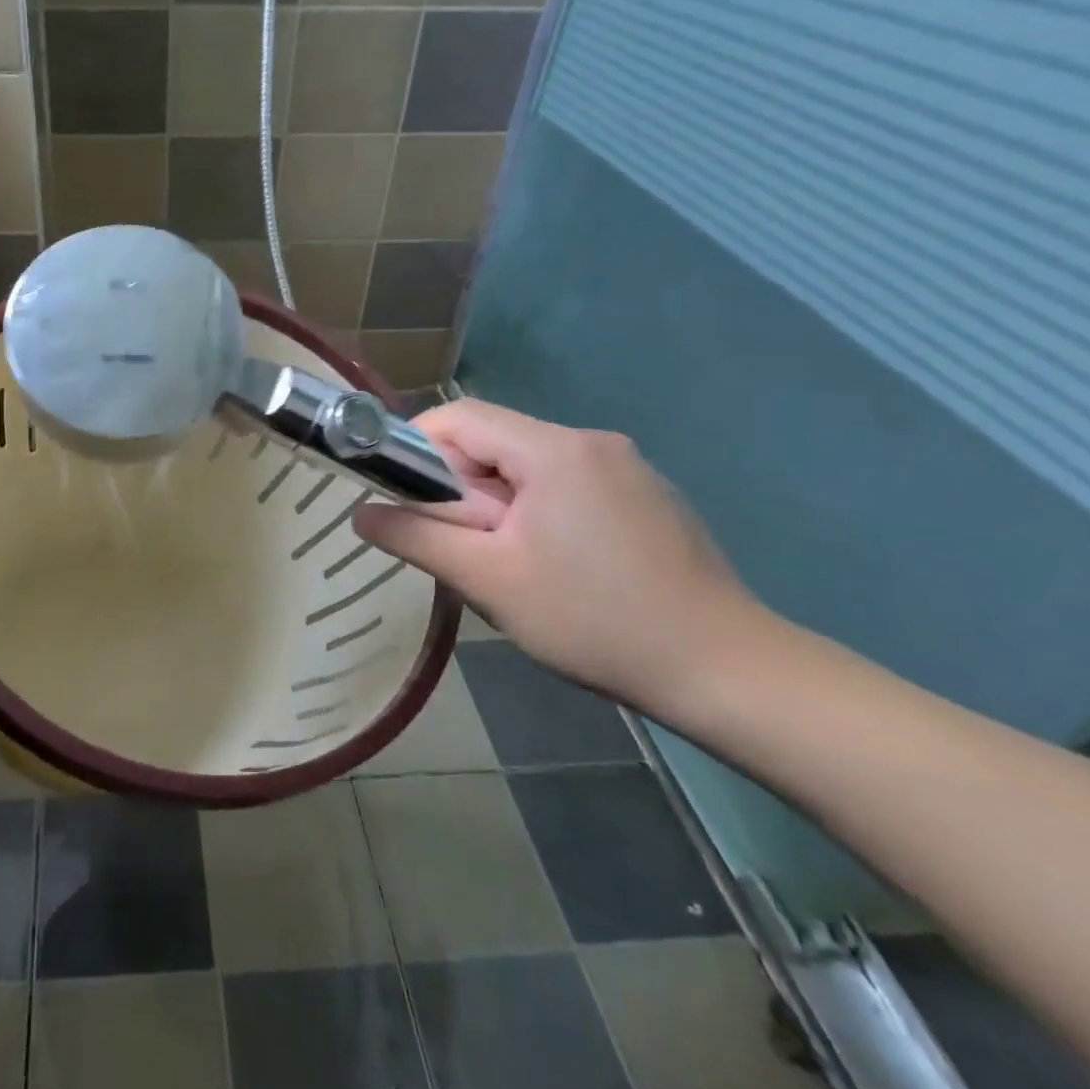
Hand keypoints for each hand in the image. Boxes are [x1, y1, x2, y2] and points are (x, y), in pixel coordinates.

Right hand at [355, 400, 768, 715]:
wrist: (727, 671)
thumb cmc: (594, 620)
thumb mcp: (488, 580)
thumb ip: (416, 537)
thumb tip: (362, 513)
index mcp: (554, 449)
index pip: (460, 417)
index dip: (418, 449)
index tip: (407, 501)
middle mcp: (592, 442)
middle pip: (495, 442)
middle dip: (462, 489)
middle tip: (464, 550)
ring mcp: (628, 469)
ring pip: (529, 468)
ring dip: (500, 507)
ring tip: (511, 569)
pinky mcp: (648, 498)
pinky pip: (568, 487)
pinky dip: (540, 514)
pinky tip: (560, 572)